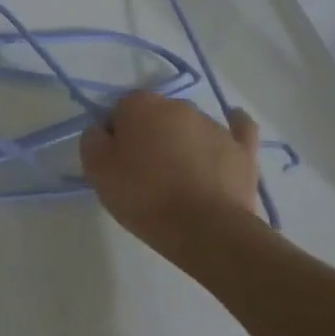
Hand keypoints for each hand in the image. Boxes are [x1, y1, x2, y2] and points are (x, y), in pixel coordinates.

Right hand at [80, 91, 265, 266]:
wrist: (206, 230)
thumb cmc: (144, 197)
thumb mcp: (97, 171)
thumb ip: (92, 140)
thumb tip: (103, 131)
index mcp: (140, 105)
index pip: (119, 110)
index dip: (115, 135)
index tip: (115, 162)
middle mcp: (178, 106)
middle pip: (155, 115)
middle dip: (149, 136)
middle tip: (143, 173)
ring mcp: (214, 126)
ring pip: (189, 127)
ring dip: (181, 142)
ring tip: (179, 180)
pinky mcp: (242, 149)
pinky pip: (239, 128)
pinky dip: (234, 127)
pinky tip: (233, 127)